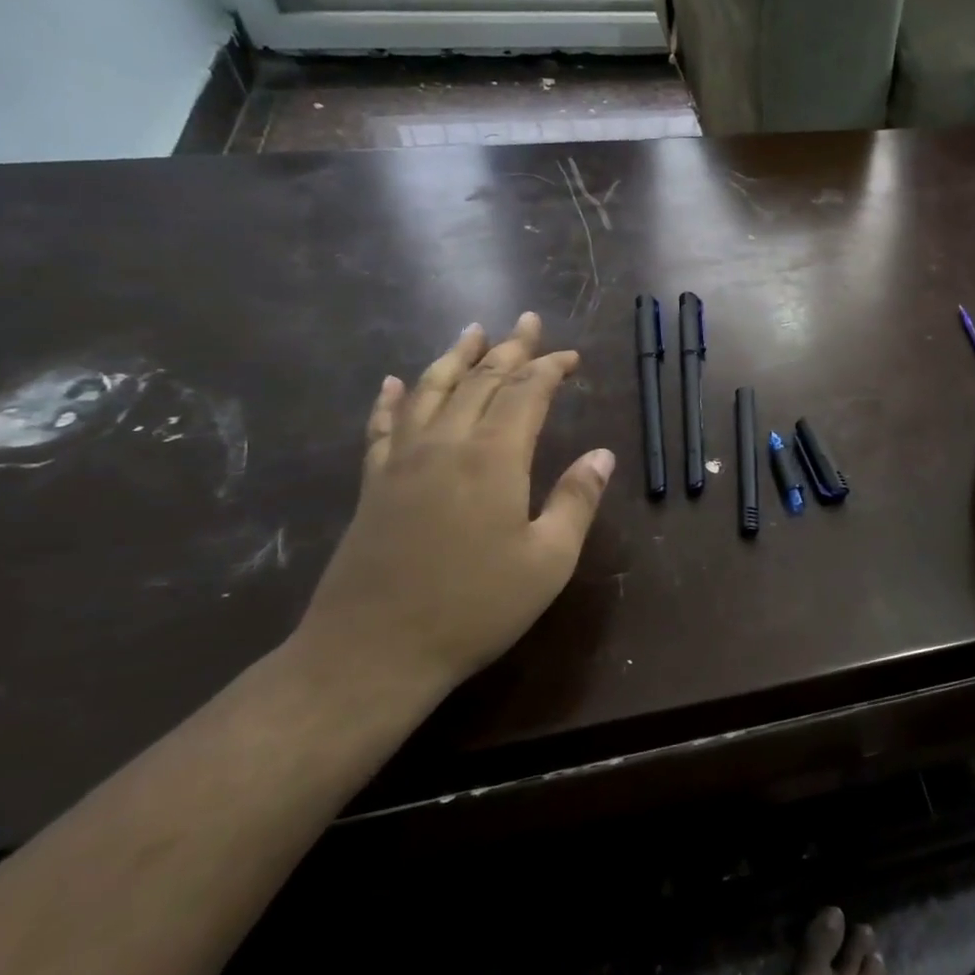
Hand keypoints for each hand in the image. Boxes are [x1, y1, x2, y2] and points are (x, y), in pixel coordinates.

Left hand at [294, 313, 614, 693]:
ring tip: (472, 331)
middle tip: (528, 322)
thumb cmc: (475, 608)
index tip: (570, 357)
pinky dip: (392, 399)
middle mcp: (446, 446)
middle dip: (509, 349)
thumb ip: (575, 500)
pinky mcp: (374, 486)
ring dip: (454, 358)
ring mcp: (402, 463)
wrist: (373, 652)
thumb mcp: (548, 560)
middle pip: (479, 381)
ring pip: (431, 392)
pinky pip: (383, 428)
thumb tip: (602, 454)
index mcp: (493, 459)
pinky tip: (395, 382)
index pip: (526, 394)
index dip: (549, 369)